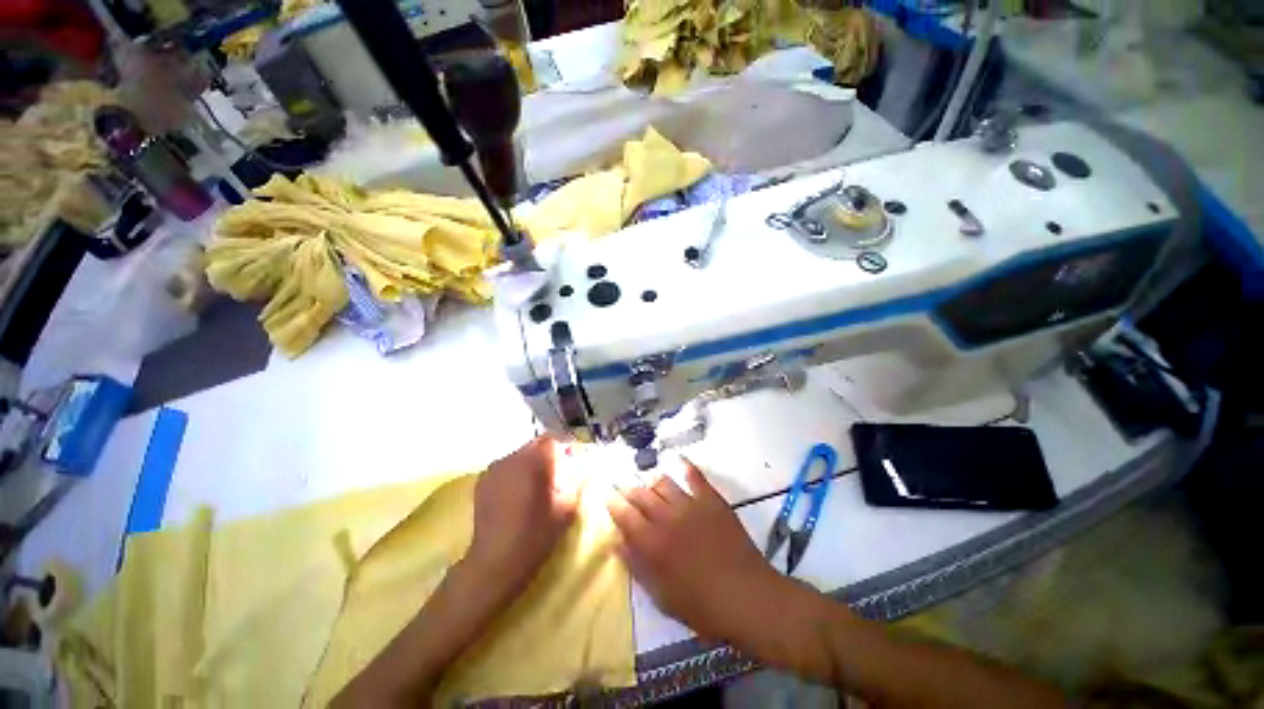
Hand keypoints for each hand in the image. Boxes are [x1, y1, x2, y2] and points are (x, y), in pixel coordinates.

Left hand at [467, 436, 579, 590]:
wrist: (496, 562)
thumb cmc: (537, 534)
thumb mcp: (567, 507)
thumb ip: (576, 481)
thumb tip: (583, 468)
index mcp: (535, 460)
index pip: (554, 439)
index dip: (566, 447)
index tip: (574, 458)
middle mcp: (513, 457)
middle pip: (536, 444)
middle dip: (550, 454)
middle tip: (560, 472)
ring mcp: (494, 468)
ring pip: (521, 454)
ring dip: (533, 462)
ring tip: (539, 483)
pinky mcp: (483, 481)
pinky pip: (507, 467)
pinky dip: (517, 472)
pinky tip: (520, 492)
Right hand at [607, 457, 788, 641]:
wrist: (747, 597)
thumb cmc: (702, 605)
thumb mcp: (661, 595)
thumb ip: (636, 566)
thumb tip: (616, 541)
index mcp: (652, 543)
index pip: (625, 514)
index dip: (614, 503)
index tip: (608, 496)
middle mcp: (667, 517)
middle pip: (641, 494)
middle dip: (629, 490)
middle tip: (626, 491)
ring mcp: (690, 505)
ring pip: (663, 482)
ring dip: (652, 483)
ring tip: (651, 487)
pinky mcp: (711, 499)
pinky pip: (694, 476)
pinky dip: (684, 466)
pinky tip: (678, 461)